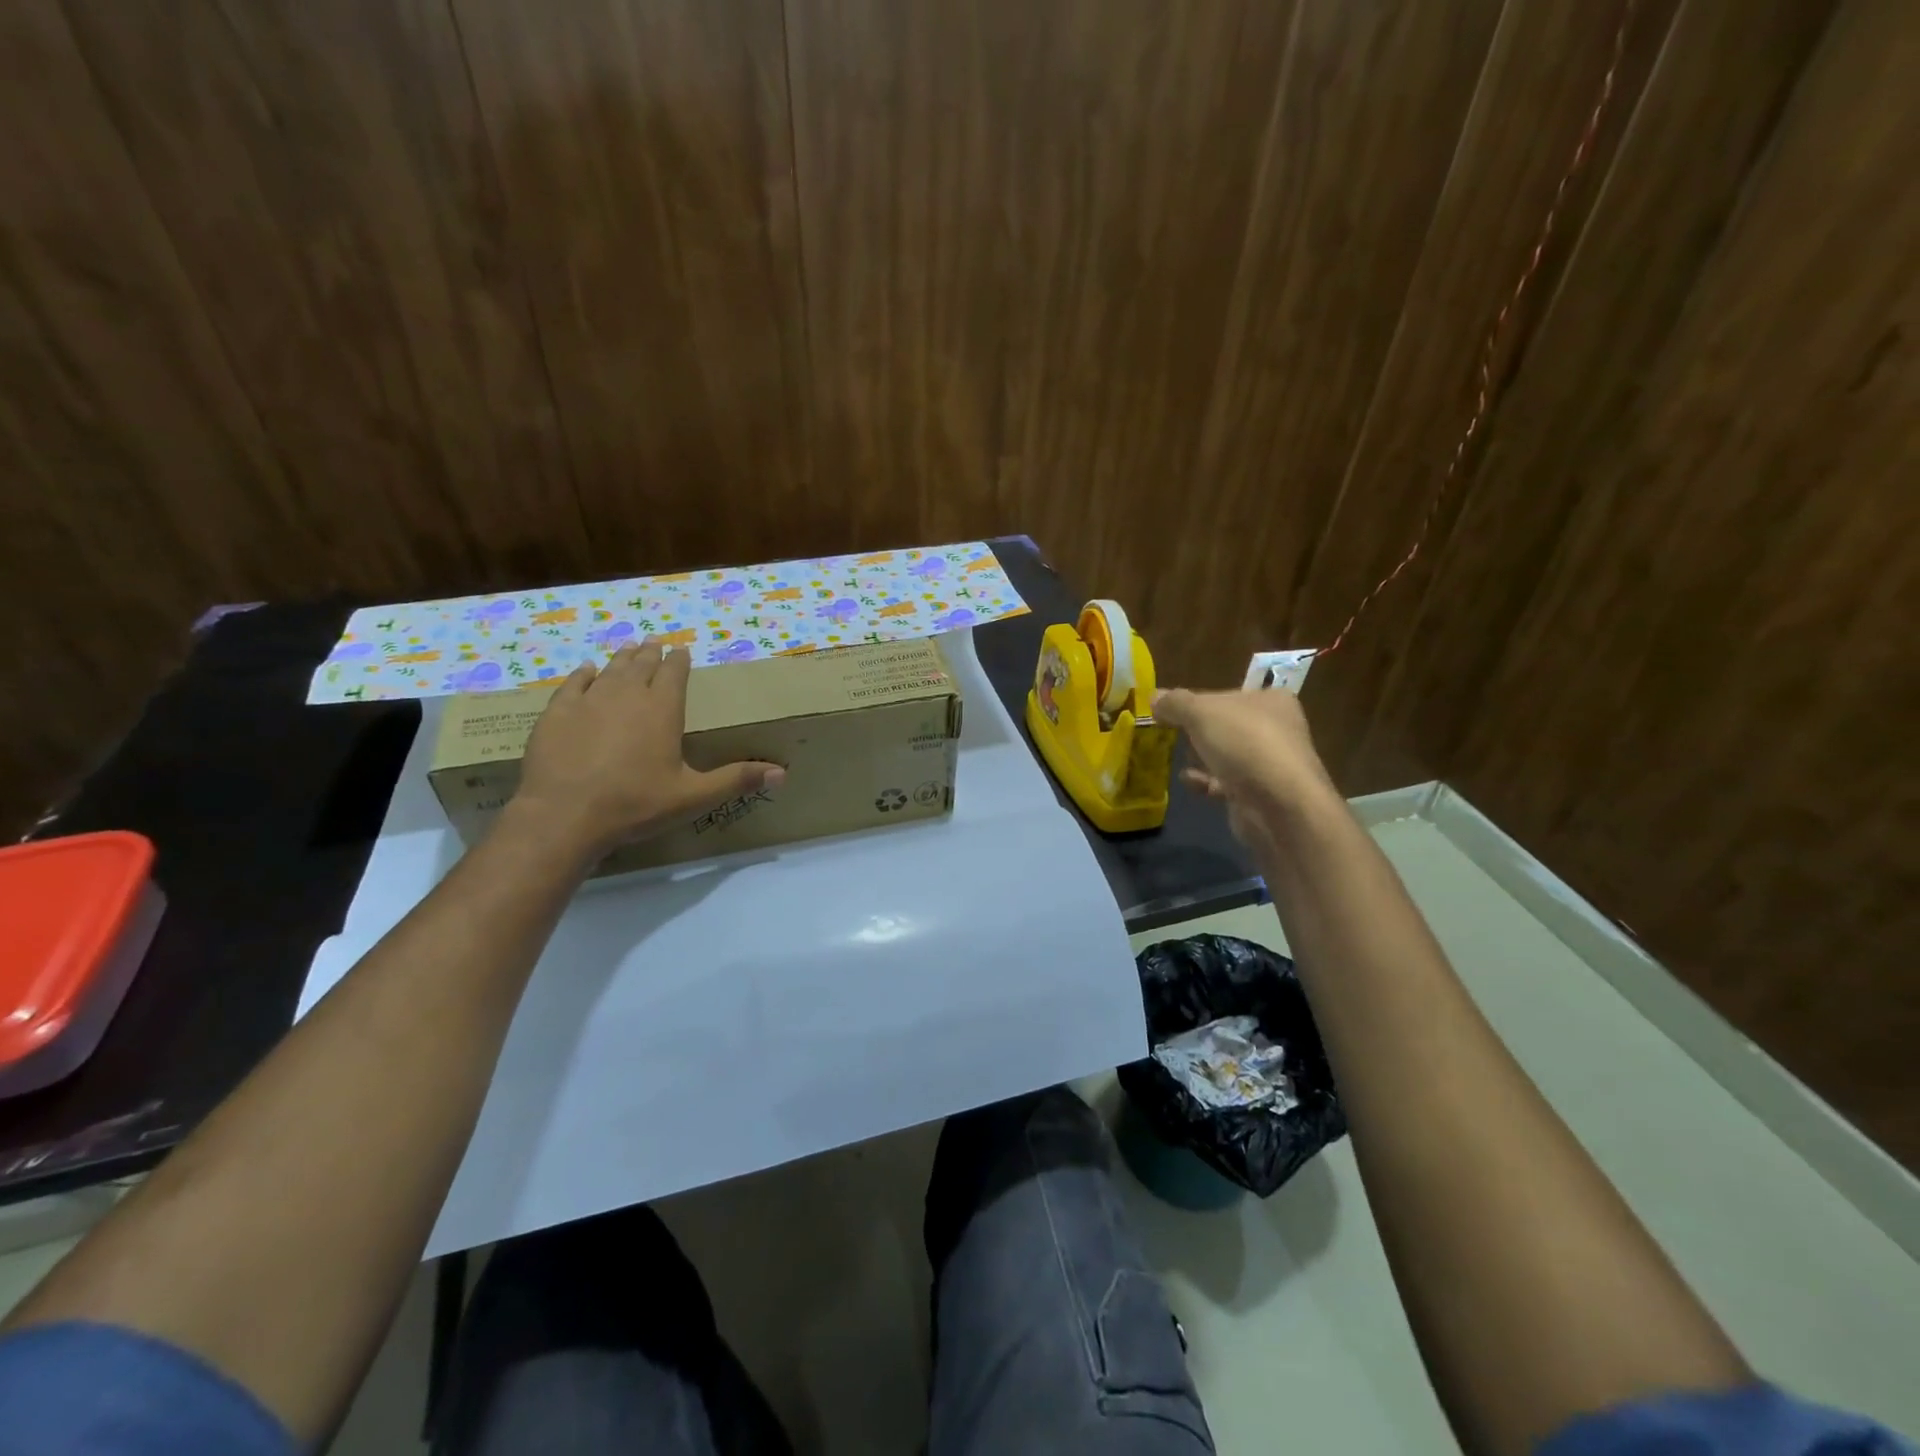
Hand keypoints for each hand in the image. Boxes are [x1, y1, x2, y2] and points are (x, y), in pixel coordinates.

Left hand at [508, 640, 783, 858]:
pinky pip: (574, 684)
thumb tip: (782, 773)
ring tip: (628, 648)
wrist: (565, 815)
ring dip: (622, 658)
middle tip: (655, 643)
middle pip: (641, 665)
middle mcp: (627, 695)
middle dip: (650, 654)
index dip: (679, 661)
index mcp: (662, 709)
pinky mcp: (557, 713)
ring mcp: (589, 701)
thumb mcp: (693, 796)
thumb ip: (736, 780)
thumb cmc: (636, 804)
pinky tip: (587, 670)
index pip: (674, 674)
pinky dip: (584, 674)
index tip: (682, 651)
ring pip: (610, 670)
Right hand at [1152, 685, 1336, 851]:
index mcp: (1271, 700)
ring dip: (1201, 758)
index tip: (1170, 711)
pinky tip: (1189, 782)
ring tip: (1178, 758)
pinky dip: (1207, 782)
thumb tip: (1154, 698)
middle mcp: (1277, 729)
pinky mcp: (1261, 794)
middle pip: (1225, 726)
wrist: (1279, 805)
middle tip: (1171, 735)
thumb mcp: (1201, 713)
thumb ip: (1175, 703)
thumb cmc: (1244, 744)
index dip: (1197, 702)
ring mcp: (1270, 764)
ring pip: (1226, 755)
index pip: (1227, 694)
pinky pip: (1227, 783)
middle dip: (1197, 732)